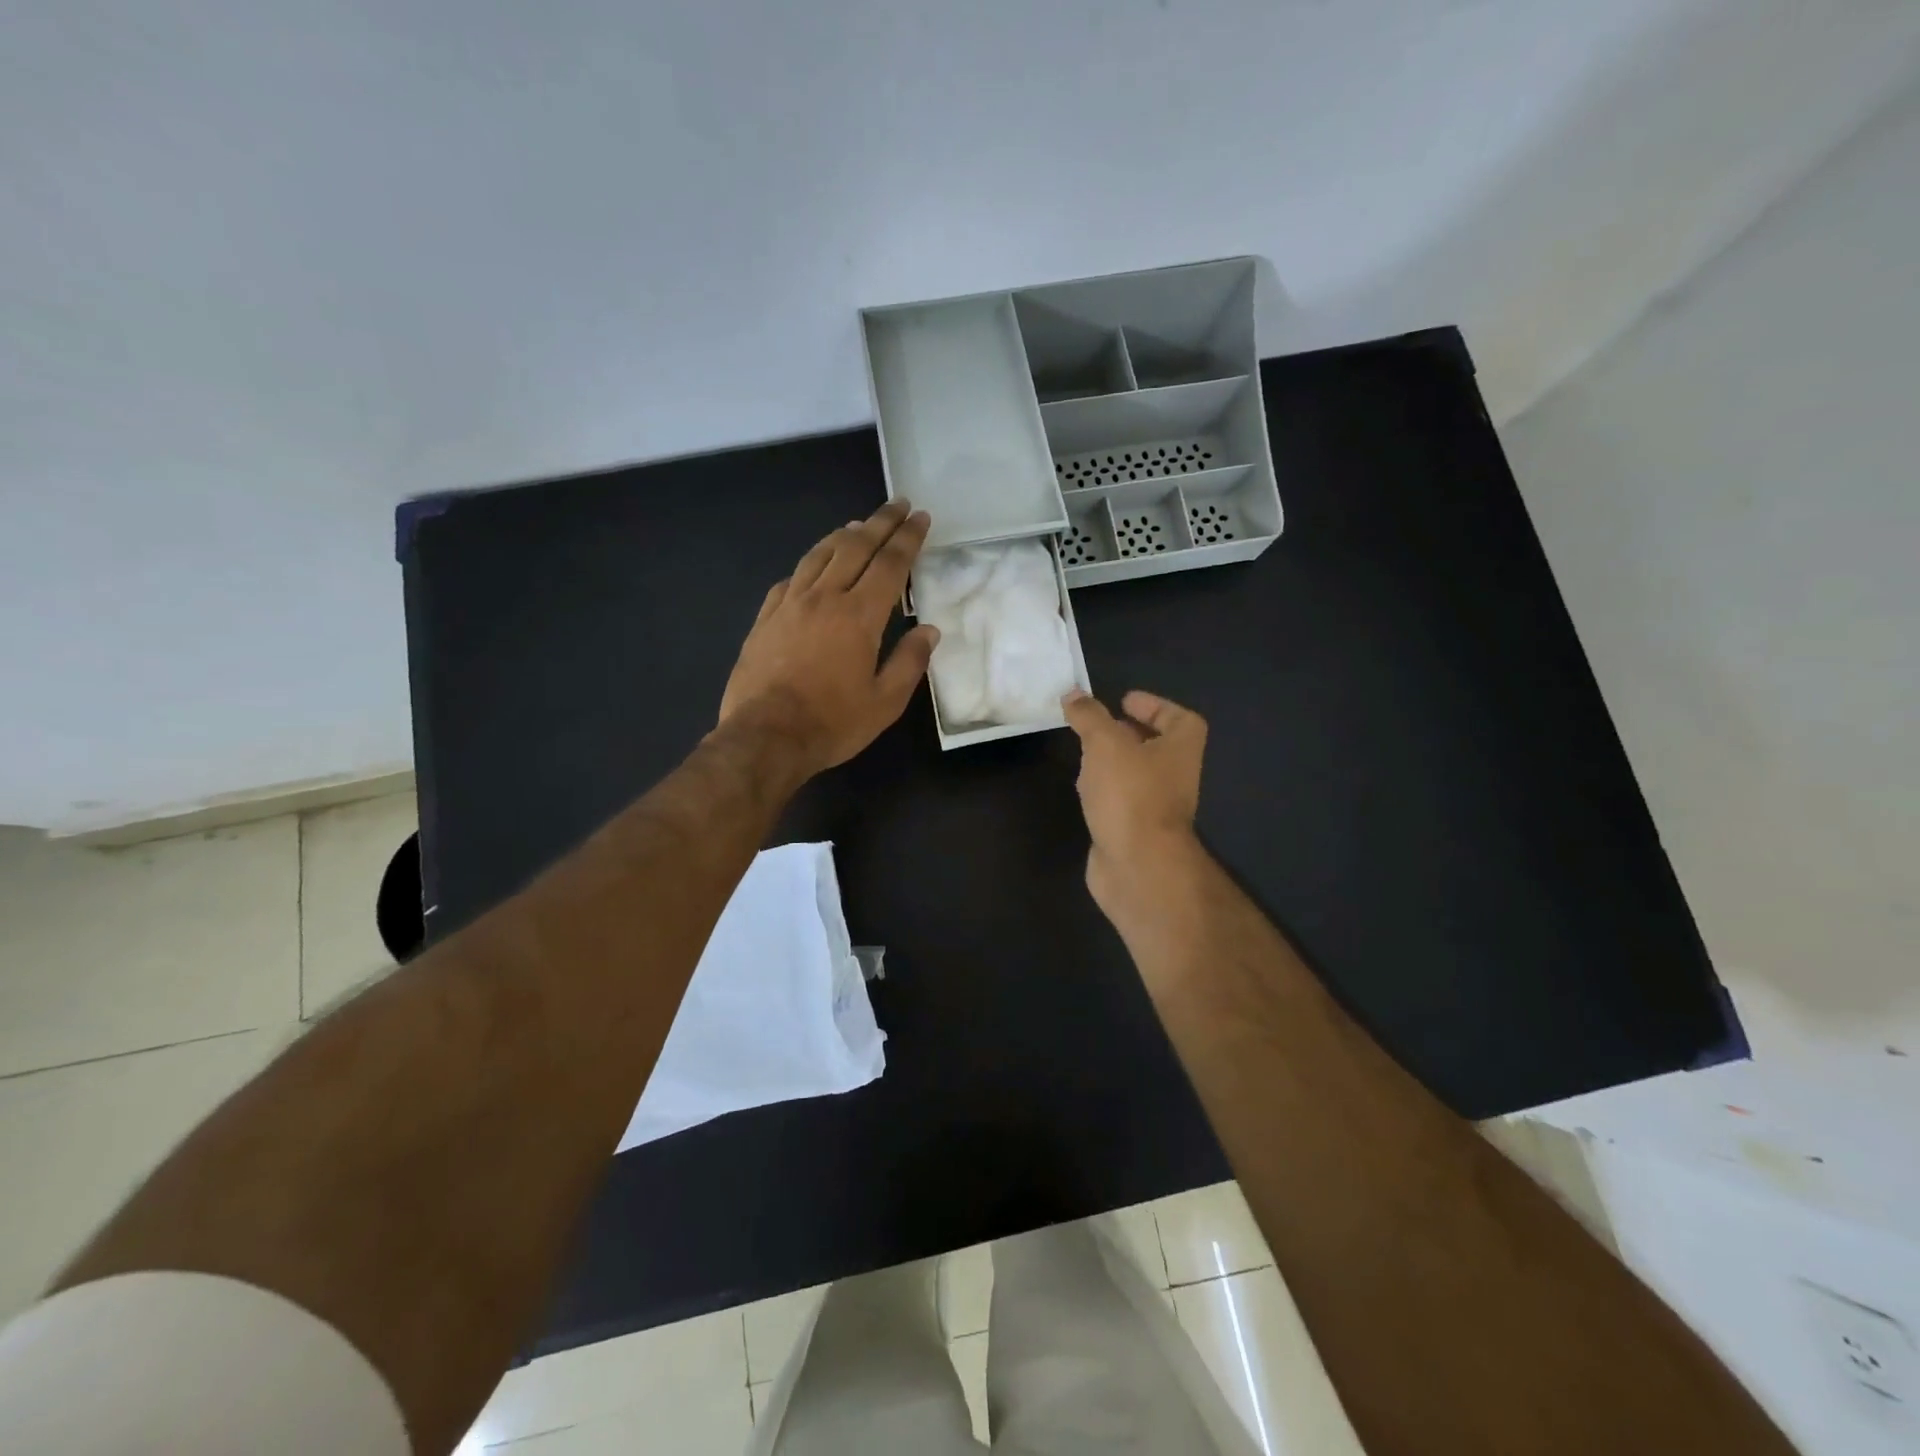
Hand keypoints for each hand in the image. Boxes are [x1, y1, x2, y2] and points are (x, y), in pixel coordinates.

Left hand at [719, 500, 937, 777]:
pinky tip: (813, 567)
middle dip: (879, 522)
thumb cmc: (832, 723)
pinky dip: (809, 565)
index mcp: (859, 616)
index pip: (889, 564)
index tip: (920, 517)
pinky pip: (790, 579)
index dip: (907, 538)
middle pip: (854, 547)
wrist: (765, 737)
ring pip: (818, 556)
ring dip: (842, 536)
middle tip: (896, 505)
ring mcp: (790, 605)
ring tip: (857, 525)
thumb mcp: (885, 702)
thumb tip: (929, 631)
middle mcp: (824, 598)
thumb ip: (909, 662)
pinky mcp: (765, 619)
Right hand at [1062, 689, 1207, 915]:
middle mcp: (1174, 777)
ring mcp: (1155, 808)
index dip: (1156, 706)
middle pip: (1157, 747)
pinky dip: (1103, 792)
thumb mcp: (1105, 743)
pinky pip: (1120, 802)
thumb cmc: (1131, 794)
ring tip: (1083, 753)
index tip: (1123, 701)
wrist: (1137, 866)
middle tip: (1097, 726)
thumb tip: (1074, 695)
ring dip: (1113, 763)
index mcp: (1180, 750)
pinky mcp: (1134, 832)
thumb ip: (1089, 716)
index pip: (1181, 719)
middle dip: (1128, 734)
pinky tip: (1082, 790)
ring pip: (1136, 776)